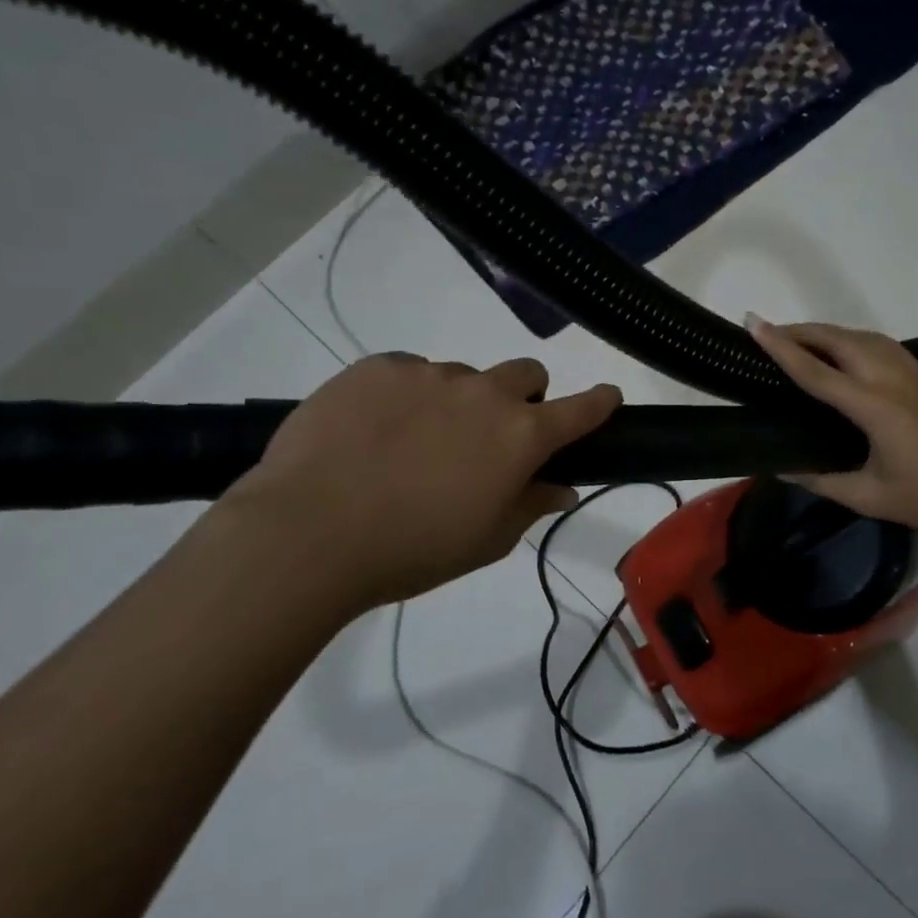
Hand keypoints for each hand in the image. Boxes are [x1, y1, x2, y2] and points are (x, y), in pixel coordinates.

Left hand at [220, 354, 620, 615]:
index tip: (608, 397)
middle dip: (525, 396)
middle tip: (493, 434)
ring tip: (414, 444)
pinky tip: (375, 431)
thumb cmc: (412, 550)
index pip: (580, 408)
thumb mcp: (485, 540)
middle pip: (526, 373)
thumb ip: (531, 505)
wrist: (309, 532)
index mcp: (519, 436)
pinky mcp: (377, 367)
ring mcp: (428, 374)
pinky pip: (408, 372)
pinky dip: (407, 396)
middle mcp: (483, 393)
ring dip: (457, 402)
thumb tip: (562, 487)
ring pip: (462, 376)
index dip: (600, 402)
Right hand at [747, 315, 917, 537]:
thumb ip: (821, 480)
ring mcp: (909, 374)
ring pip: (859, 336)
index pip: (817, 372)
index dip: (782, 348)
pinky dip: (848, 338)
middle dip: (800, 331)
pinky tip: (839, 350)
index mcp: (876, 408)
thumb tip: (781, 468)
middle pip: (838, 340)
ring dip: (824, 332)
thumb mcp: (869, 497)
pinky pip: (876, 343)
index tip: (754, 325)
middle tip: (766, 333)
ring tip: (795, 340)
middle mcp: (890, 380)